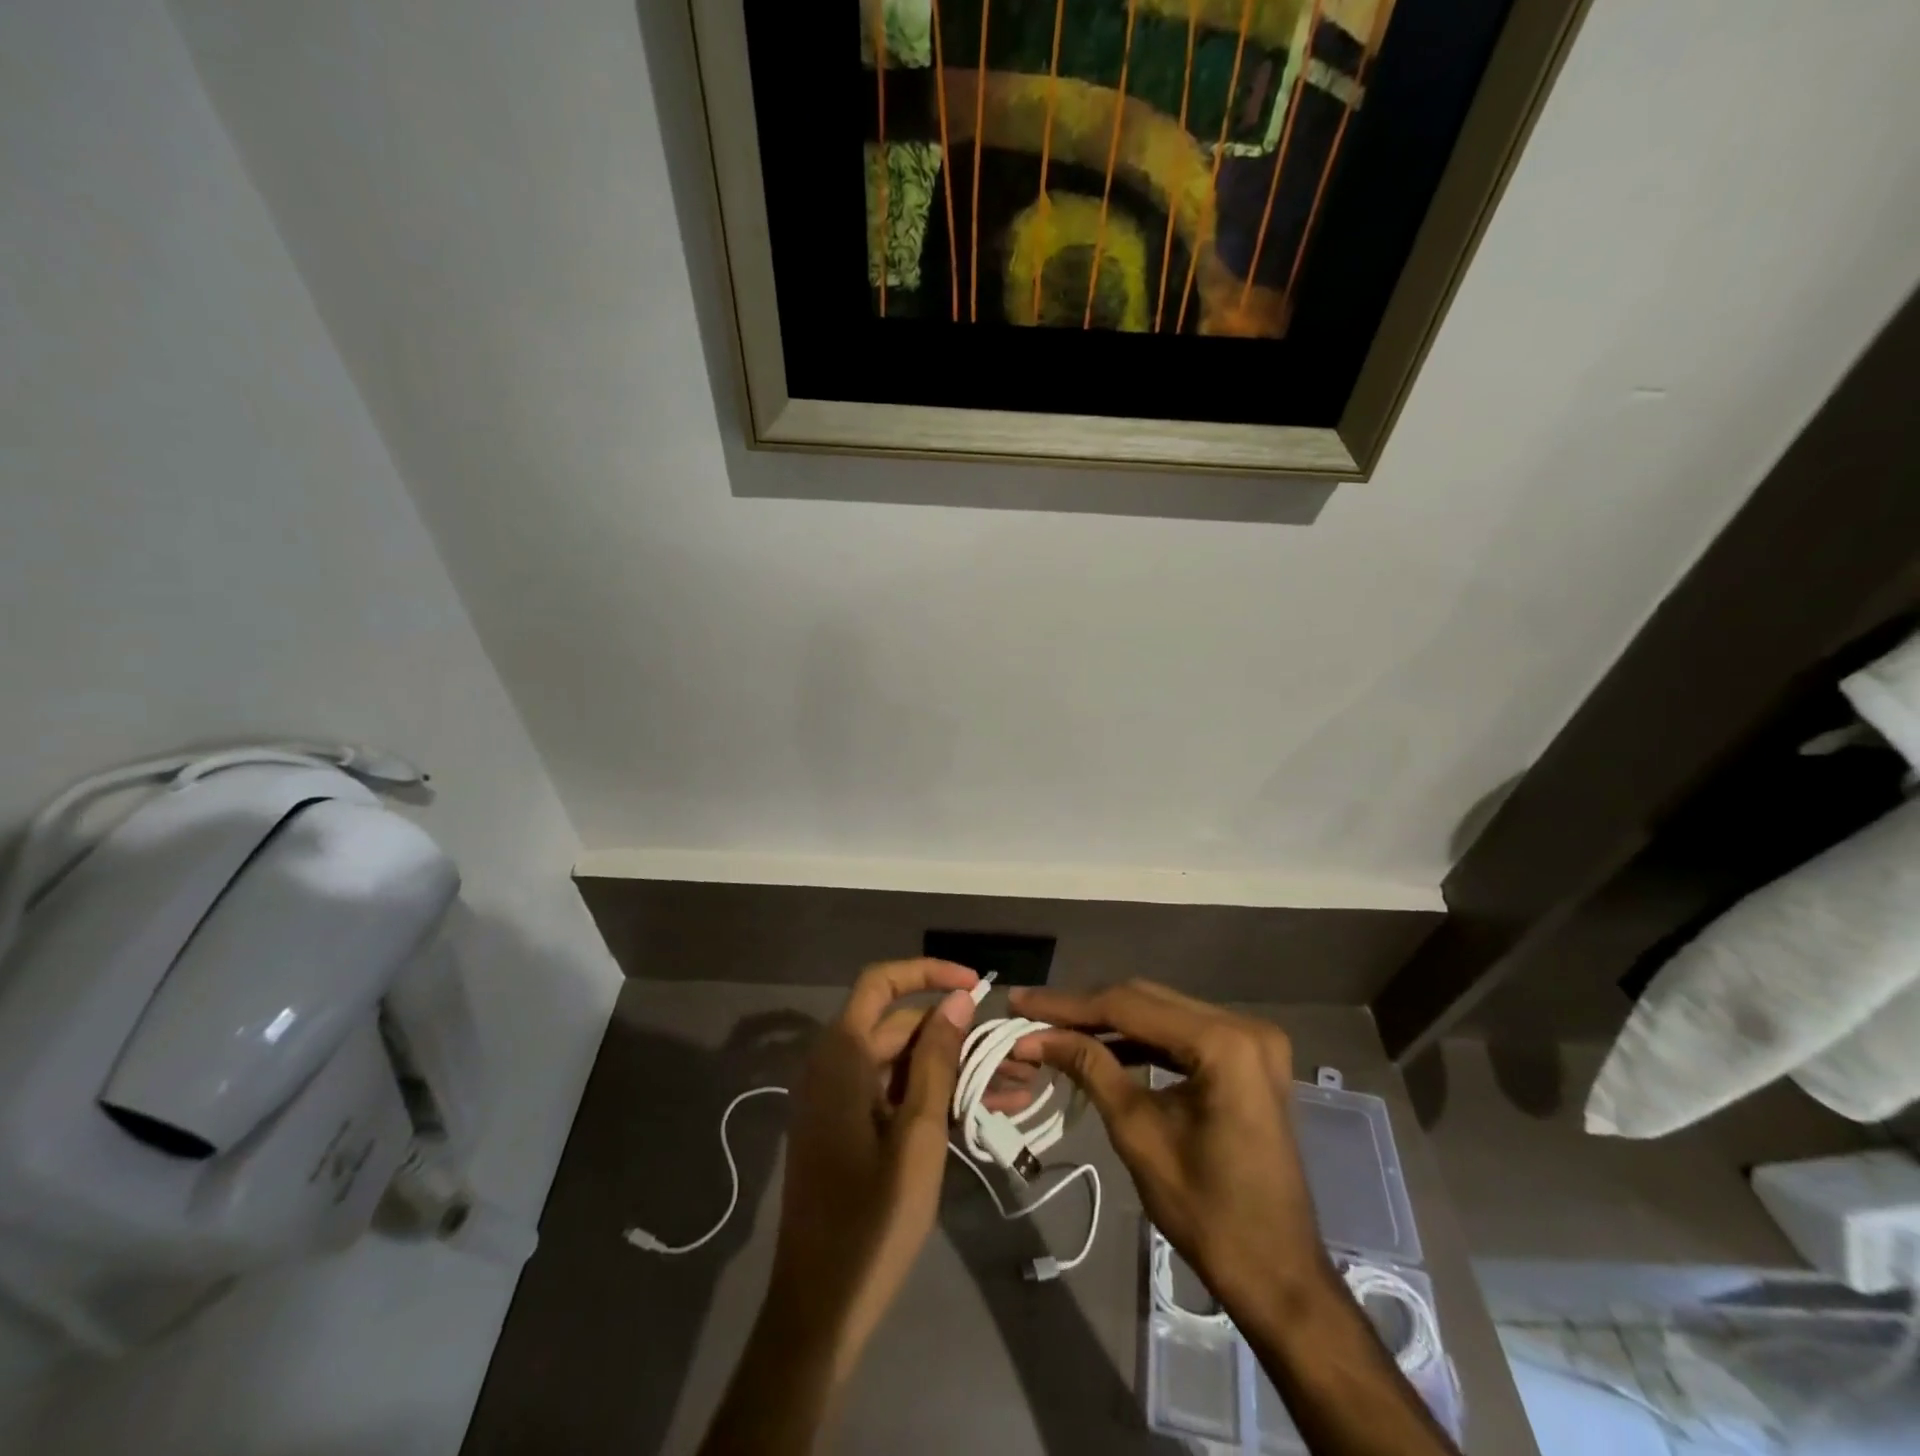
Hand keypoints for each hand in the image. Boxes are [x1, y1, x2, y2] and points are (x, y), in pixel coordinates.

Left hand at [765, 958, 978, 1380]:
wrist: (820, 1311)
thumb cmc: (871, 1221)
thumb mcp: (918, 1135)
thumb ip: (936, 1060)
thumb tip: (958, 1000)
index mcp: (841, 1056)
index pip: (882, 983)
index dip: (928, 973)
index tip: (977, 987)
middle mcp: (835, 1066)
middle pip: (902, 1027)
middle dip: (960, 1035)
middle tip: (1017, 1053)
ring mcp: (840, 1100)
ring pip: (905, 1064)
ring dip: (957, 1070)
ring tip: (1019, 1085)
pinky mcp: (849, 1130)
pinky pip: (896, 1095)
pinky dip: (936, 1097)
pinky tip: (988, 1111)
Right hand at [1009, 981, 1327, 1317]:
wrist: (1277, 1274)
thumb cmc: (1207, 1213)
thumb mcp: (1138, 1133)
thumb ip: (1090, 1068)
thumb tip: (1036, 1035)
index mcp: (1224, 1043)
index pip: (1129, 1006)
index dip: (1068, 1005)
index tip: (1021, 1002)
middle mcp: (1244, 1025)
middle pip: (1147, 1000)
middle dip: (1086, 1009)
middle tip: (1032, 1013)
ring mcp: (1251, 1039)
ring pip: (1162, 1012)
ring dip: (1110, 1022)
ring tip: (1057, 1028)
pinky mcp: (1248, 1057)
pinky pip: (1183, 1033)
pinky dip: (1142, 1039)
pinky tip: (1102, 1046)